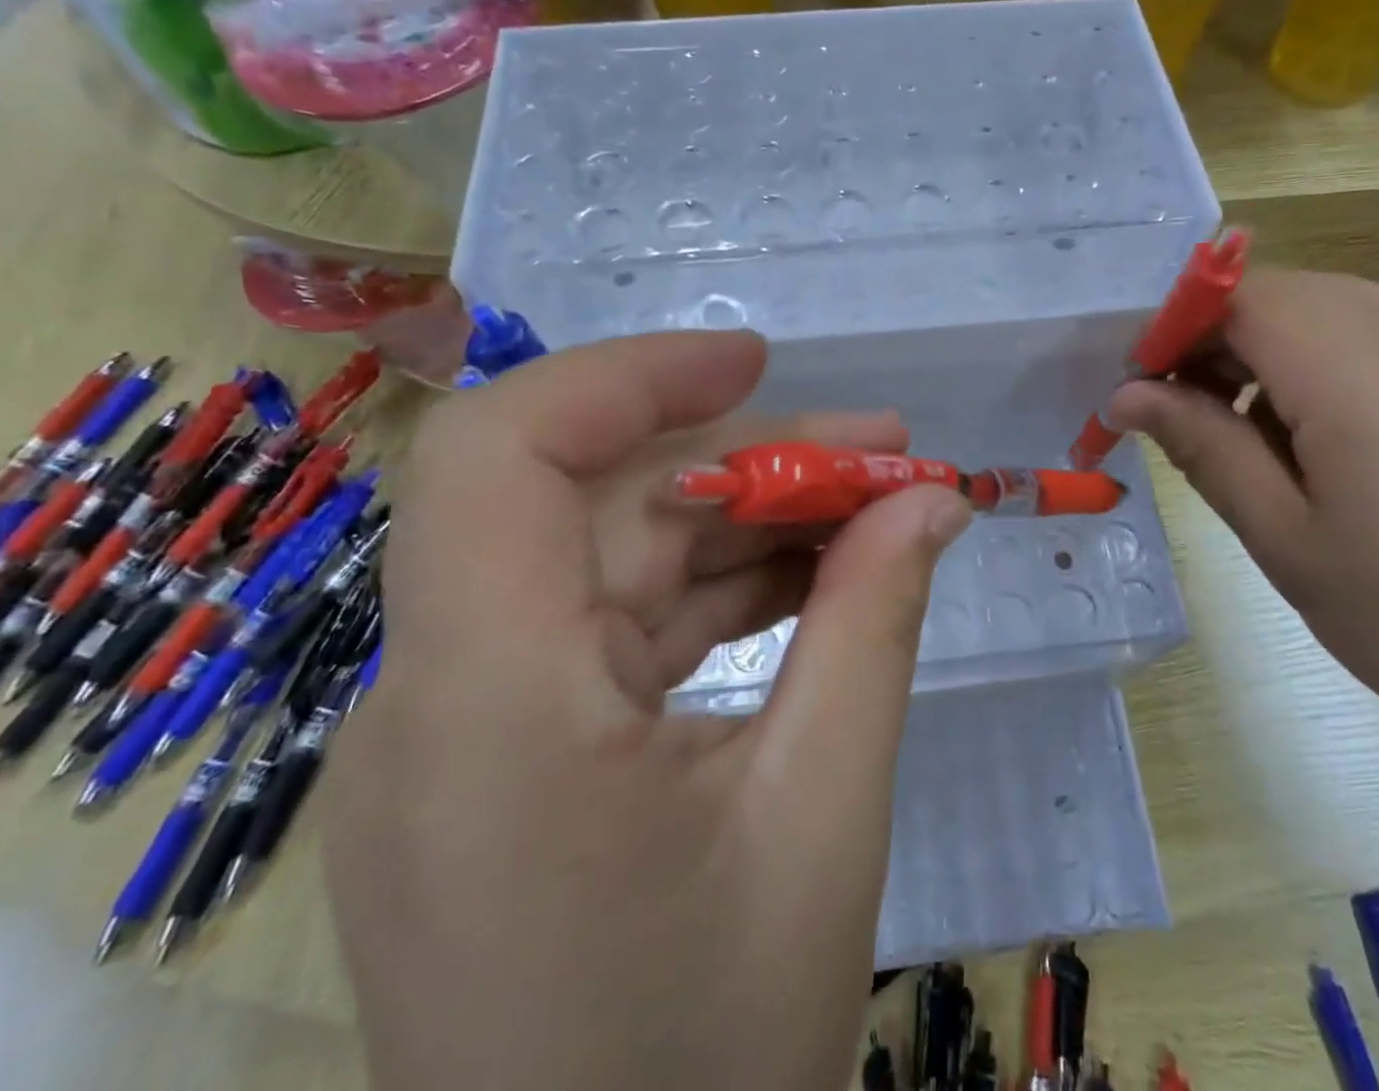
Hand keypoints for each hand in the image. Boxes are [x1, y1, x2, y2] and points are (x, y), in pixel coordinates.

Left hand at [326, 331, 971, 1090]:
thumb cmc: (712, 1062)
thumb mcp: (824, 814)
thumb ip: (875, 624)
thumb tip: (934, 496)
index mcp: (487, 705)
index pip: (499, 453)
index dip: (627, 376)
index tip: (756, 358)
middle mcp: (445, 692)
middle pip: (594, 501)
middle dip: (746, 458)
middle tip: (885, 454)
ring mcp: (468, 724)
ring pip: (616, 555)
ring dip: (747, 520)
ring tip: (876, 511)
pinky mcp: (509, 752)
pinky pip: (620, 622)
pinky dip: (719, 588)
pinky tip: (814, 582)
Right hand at [1108, 268, 1378, 730]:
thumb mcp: (1285, 541)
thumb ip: (1202, 446)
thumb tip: (1126, 394)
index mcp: (1361, 377)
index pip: (1240, 296)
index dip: (1180, 324)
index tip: (1150, 385)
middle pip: (1291, 292)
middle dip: (1227, 337)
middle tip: (1201, 413)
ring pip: (1347, 307)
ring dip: (1287, 348)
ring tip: (1279, 435)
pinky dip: (1351, 359)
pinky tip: (1362, 438)